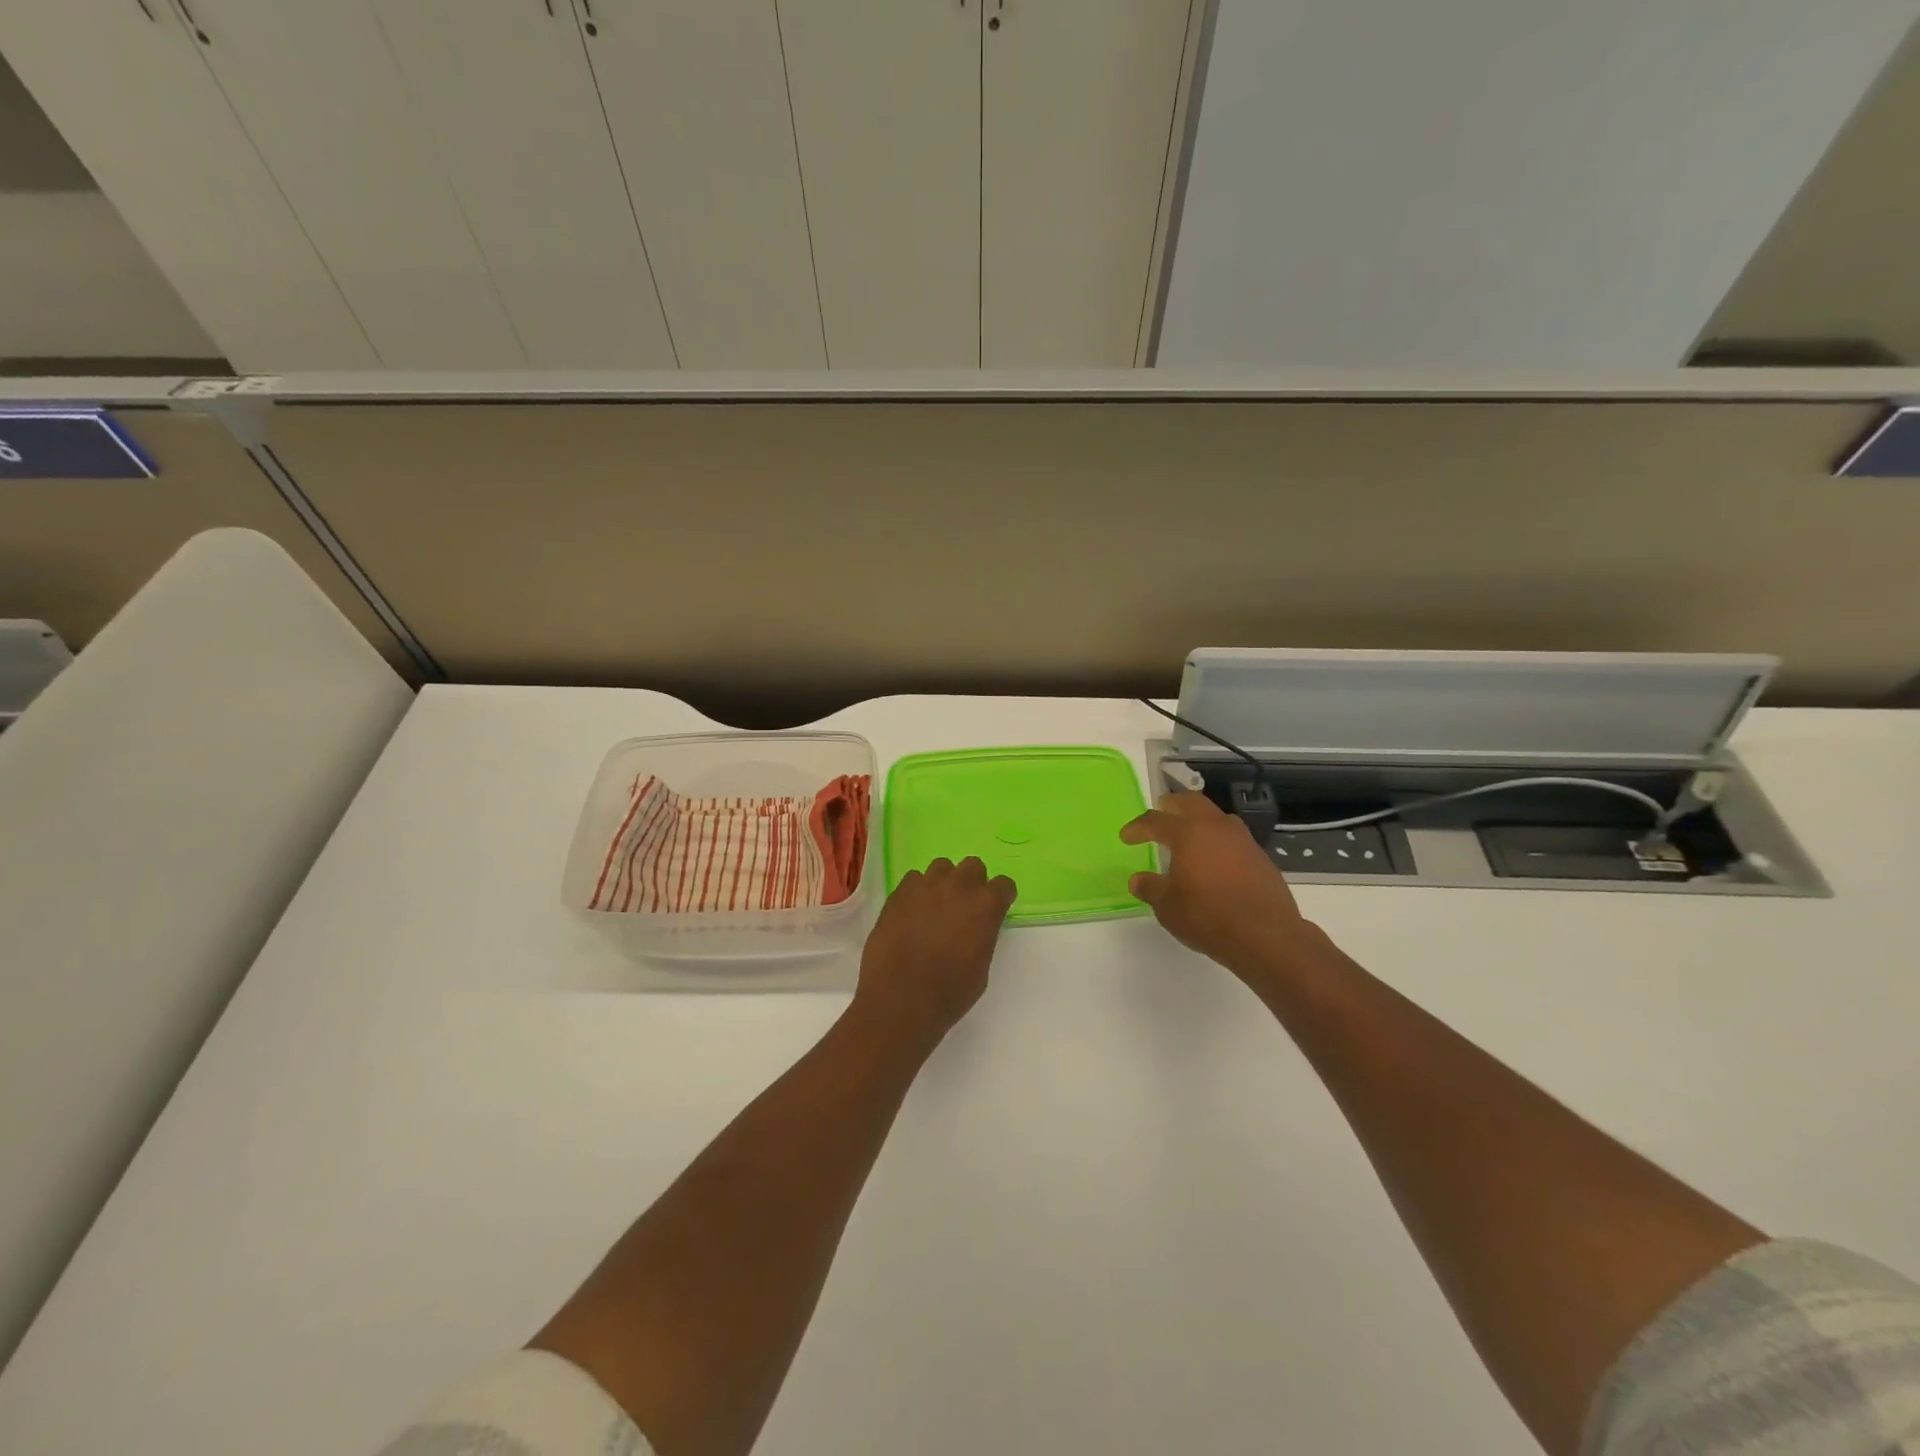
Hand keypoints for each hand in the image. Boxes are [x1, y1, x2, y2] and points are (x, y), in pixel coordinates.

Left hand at [851, 857, 1016, 1052]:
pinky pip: (913, 879)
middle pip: (973, 866)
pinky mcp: (899, 893)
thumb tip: (974, 929)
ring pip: (941, 867)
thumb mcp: (981, 967)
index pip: (1004, 884)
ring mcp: (926, 886)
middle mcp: (958, 887)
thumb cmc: (949, 992)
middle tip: (965, 905)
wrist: (901, 998)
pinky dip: (917, 890)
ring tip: (936, 905)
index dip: (1001, 896)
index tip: (996, 907)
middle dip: (973, 882)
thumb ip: (983, 936)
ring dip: (944, 882)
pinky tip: (913, 911)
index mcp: (986, 906)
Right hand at [1120, 792, 1327, 987]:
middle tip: (1162, 809)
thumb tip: (1138, 880)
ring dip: (1200, 820)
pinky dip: (1219, 842)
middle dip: (1173, 804)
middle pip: (1192, 802)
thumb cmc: (1207, 916)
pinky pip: (1234, 839)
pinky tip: (1215, 862)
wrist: (1265, 936)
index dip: (1138, 827)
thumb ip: (1151, 888)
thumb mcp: (1167, 906)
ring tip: (1190, 835)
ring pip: (1217, 817)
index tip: (1126, 836)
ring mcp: (1243, 841)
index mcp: (1188, 832)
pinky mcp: (1261, 858)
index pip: (1156, 820)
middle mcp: (1216, 827)